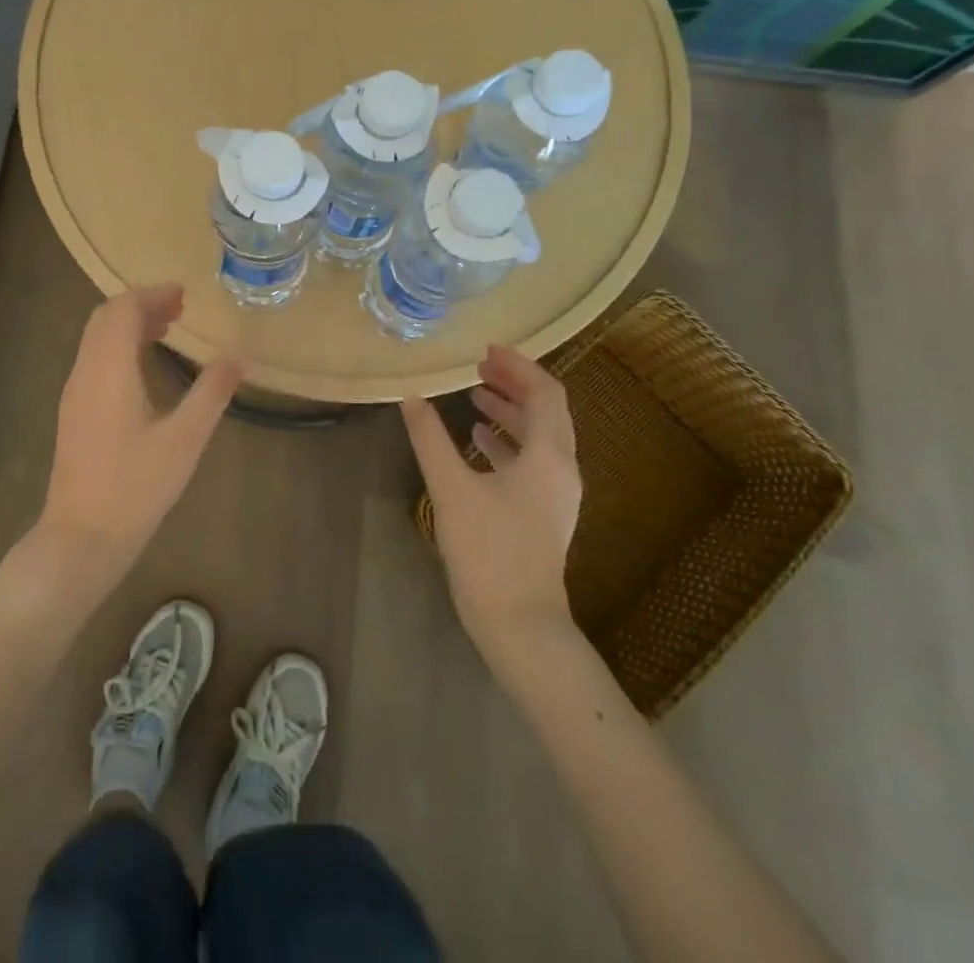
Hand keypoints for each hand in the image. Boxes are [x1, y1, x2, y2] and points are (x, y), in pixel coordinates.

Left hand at [37, 284, 243, 578]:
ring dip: (128, 325)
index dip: (152, 294)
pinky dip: (118, 347)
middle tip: (178, 310)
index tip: (184, 295)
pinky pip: (93, 360)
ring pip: (96, 339)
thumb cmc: (136, 486)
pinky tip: (143, 369)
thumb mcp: (185, 439)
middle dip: (140, 305)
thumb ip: (212, 392)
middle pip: (105, 317)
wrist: (82, 537)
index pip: (123, 309)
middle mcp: (84, 372)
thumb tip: (239, 356)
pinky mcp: (73, 413)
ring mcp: (73, 393)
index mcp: (109, 370)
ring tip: (166, 331)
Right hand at [402, 345, 582, 663]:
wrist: (519, 623)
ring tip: (475, 395)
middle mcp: (562, 468)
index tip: (486, 350)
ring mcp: (556, 494)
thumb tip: (410, 397)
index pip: (545, 392)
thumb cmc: (488, 549)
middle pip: (546, 410)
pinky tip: (476, 441)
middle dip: (514, 384)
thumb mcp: (451, 488)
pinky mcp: (543, 513)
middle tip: (479, 366)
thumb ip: (430, 438)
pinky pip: (531, 462)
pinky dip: (507, 442)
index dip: (519, 365)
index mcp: (550, 455)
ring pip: (539, 437)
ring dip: (510, 411)